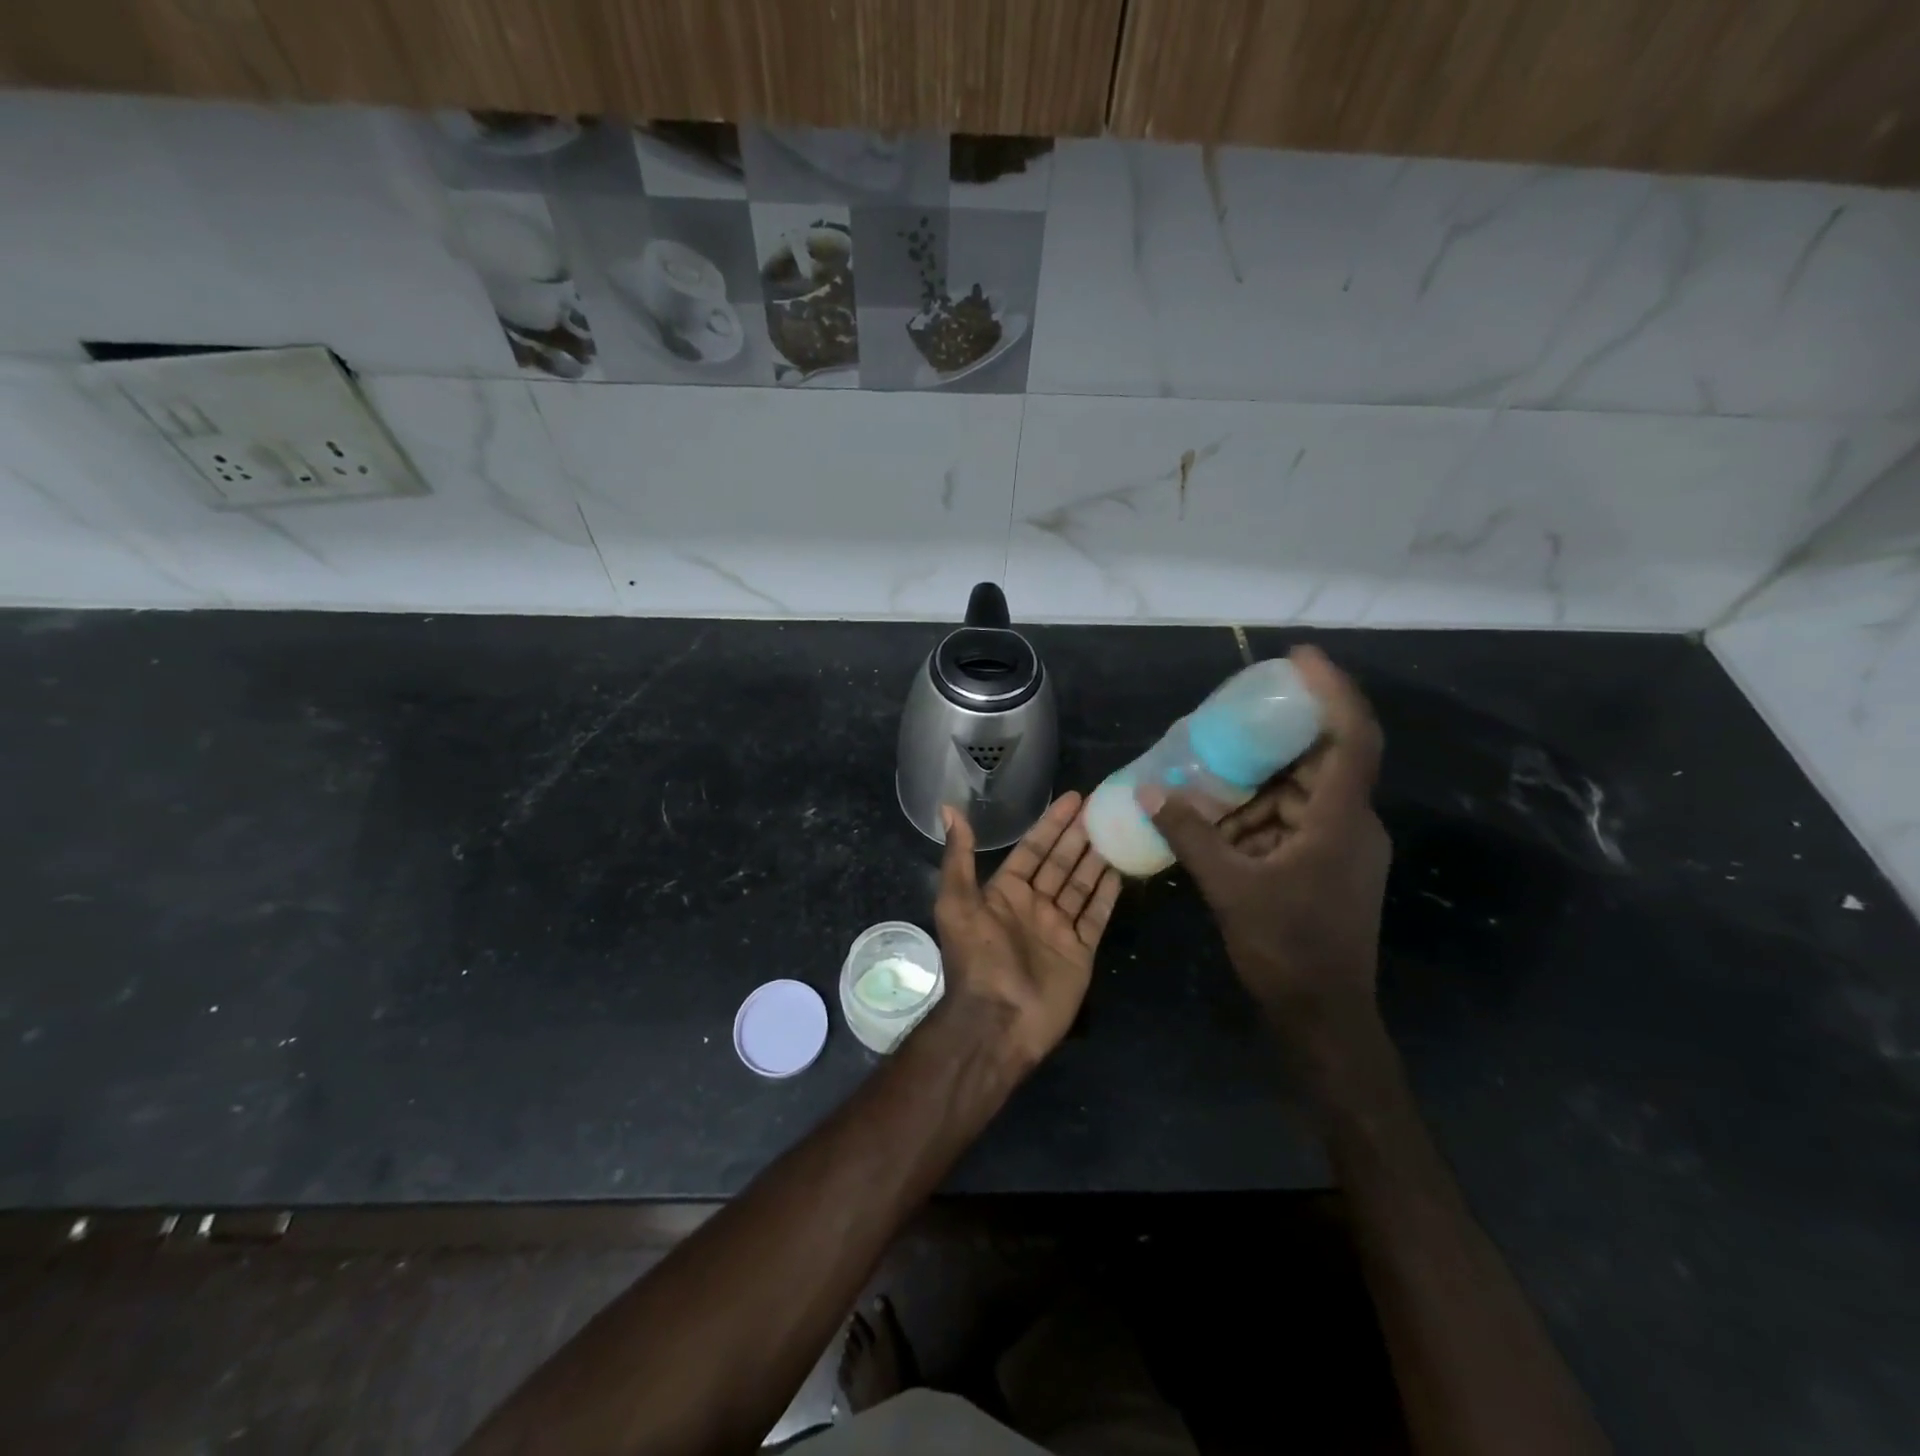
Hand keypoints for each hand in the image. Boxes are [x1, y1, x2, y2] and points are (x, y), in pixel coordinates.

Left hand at [933, 792, 1122, 1068]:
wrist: (998, 1020)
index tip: (1074, 798)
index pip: (1033, 848)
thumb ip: (959, 857)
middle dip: (1080, 835)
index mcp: (1005, 892)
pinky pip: (1096, 915)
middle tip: (1103, 807)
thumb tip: (948, 809)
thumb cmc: (977, 958)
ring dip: (1097, 858)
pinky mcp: (1080, 951)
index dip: (1052, 824)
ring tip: (1117, 830)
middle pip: (1061, 862)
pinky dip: (1107, 893)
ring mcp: (1058, 928)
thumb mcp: (957, 903)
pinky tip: (1121, 870)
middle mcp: (1033, 905)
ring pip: (1081, 885)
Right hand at [1143, 646, 1390, 1036]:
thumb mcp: (1229, 887)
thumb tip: (1148, 790)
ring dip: (1259, 783)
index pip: (1352, 738)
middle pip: (1321, 761)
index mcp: (1341, 821)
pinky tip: (1218, 820)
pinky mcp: (1328, 866)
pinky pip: (1295, 821)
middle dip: (1275, 738)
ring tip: (1210, 772)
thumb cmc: (1286, 949)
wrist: (1324, 1017)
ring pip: (1304, 794)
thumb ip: (1189, 834)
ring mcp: (1342, 847)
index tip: (1298, 658)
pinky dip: (1259, 814)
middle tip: (1230, 717)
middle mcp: (1352, 825)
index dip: (1332, 691)